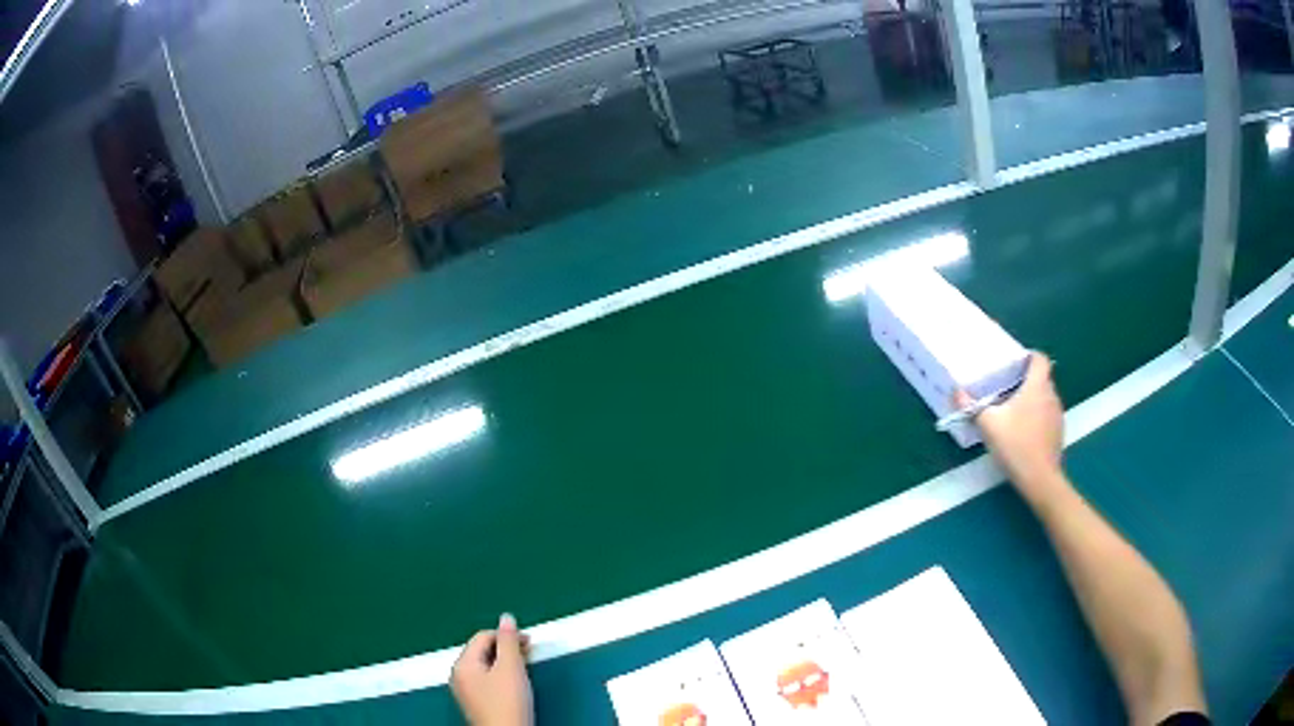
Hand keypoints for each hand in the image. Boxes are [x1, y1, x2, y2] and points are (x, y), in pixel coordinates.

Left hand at [451, 614, 533, 725]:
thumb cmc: (508, 703)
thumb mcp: (511, 669)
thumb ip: (508, 642)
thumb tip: (506, 617)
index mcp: (463, 664)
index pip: (482, 637)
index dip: (506, 635)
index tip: (529, 641)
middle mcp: (458, 675)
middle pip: (481, 651)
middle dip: (505, 649)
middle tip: (528, 654)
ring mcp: (465, 691)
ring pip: (485, 666)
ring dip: (504, 663)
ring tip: (524, 669)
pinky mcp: (475, 703)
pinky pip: (486, 680)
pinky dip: (500, 676)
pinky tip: (515, 685)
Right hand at [957, 352, 1069, 507]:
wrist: (1040, 478)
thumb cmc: (1016, 444)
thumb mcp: (988, 424)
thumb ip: (972, 406)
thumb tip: (956, 392)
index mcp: (1037, 385)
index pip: (1039, 358)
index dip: (1029, 356)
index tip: (1015, 363)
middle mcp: (1051, 395)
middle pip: (1042, 378)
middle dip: (1026, 381)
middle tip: (1007, 389)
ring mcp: (1057, 415)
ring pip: (1045, 398)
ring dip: (1032, 400)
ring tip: (1014, 412)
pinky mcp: (1058, 433)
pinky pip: (1047, 416)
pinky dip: (1037, 418)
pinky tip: (1023, 433)